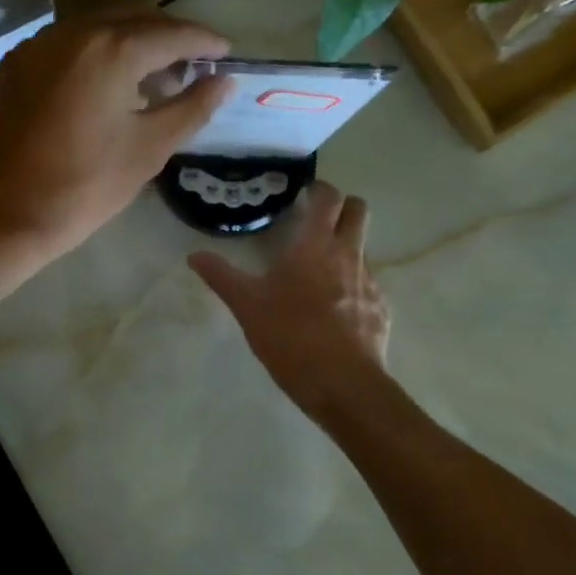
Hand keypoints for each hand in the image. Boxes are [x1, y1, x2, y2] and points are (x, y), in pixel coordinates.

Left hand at [0, 11, 230, 265]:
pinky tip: (107, 82)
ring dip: (131, 42)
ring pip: (97, 28)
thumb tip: (224, 82)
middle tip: (194, 65)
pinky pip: (67, 45)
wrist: (3, 217)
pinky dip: (96, 53)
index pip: (170, 34)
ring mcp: (37, 46)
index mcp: (110, 50)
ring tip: (154, 74)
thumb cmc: (84, 187)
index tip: (225, 53)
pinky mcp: (15, 66)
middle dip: (168, 37)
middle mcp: (71, 33)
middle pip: (133, 20)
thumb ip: (191, 108)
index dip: (203, 41)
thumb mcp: (148, 150)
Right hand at [189, 182, 390, 418]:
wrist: (342, 384)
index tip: (305, 196)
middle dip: (342, 208)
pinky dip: (352, 287)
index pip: (328, 198)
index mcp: (314, 246)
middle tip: (318, 222)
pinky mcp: (381, 309)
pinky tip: (334, 312)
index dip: (319, 190)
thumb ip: (221, 277)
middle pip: (358, 211)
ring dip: (345, 250)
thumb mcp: (247, 307)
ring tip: (319, 275)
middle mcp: (348, 254)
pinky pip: (367, 285)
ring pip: (362, 249)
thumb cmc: (290, 337)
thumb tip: (194, 256)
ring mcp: (369, 281)